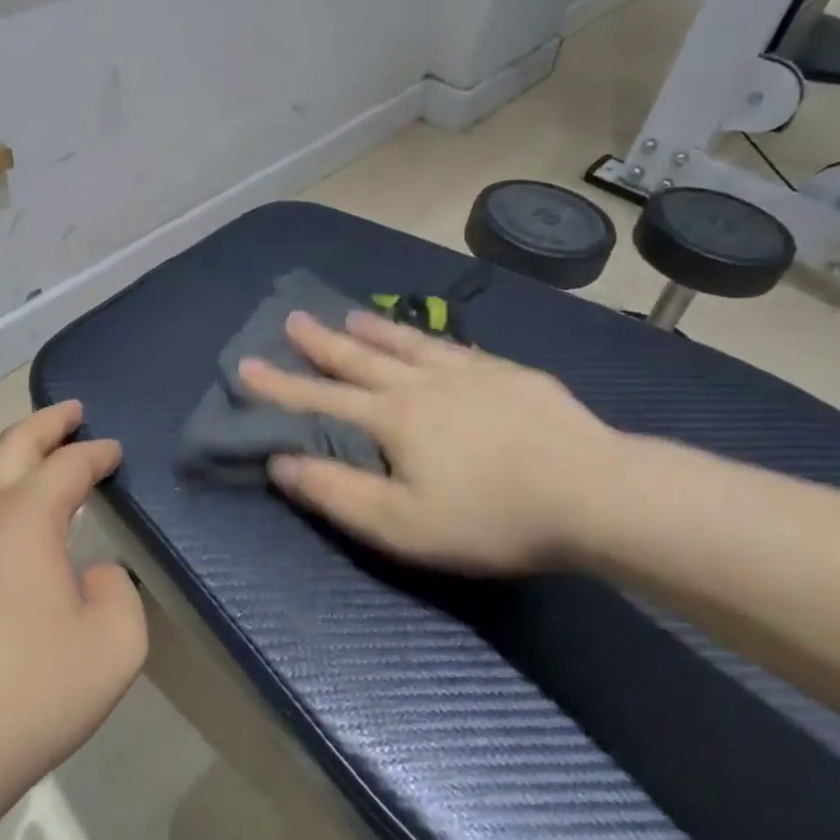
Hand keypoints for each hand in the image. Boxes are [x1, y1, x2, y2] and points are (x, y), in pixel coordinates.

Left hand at [0, 403, 146, 826]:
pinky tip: (2, 526)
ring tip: (36, 456)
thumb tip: (90, 576)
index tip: (114, 452)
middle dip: (45, 424)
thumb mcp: (114, 644)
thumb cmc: (29, 694)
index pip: (67, 466)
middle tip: (72, 412)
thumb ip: (117, 592)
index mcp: (22, 519)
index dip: (95, 453)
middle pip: (10, 447)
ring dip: (11, 457)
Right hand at [238, 311, 626, 574]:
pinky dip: (430, 339)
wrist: (594, 492)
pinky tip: (431, 338)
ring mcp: (470, 373)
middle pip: (360, 359)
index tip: (245, 365)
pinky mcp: (510, 376)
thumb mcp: (400, 525)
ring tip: (349, 315)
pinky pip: (456, 349)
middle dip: (321, 342)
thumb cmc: (490, 516)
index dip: (279, 386)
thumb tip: (280, 461)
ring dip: (373, 331)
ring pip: (408, 344)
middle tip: (293, 318)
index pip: (319, 398)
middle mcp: (422, 383)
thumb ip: (336, 492)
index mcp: (392, 418)